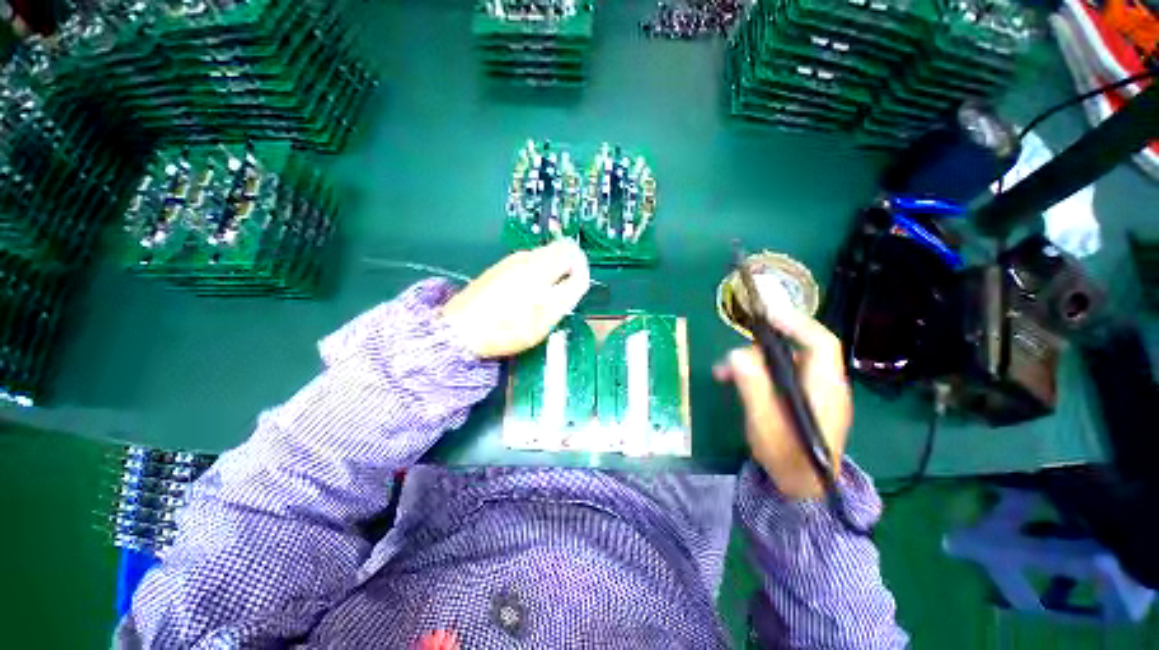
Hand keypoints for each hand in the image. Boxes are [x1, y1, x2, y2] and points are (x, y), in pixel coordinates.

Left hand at [441, 240, 589, 358]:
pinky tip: (522, 301)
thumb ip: (570, 290)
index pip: (571, 250)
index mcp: (541, 264)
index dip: (579, 267)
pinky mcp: (496, 272)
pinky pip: (523, 269)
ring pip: (539, 262)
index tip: (577, 286)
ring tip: (541, 302)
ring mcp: (508, 263)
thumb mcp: (549, 312)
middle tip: (560, 298)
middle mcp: (525, 257)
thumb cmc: (510, 325)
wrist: (461, 331)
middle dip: (563, 272)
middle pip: (555, 254)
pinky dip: (531, 280)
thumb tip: (580, 275)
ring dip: (548, 277)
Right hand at [713, 307, 852, 499]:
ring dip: (751, 361)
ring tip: (722, 373)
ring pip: (782, 361)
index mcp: (824, 388)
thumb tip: (735, 355)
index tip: (766, 315)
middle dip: (760, 347)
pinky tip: (732, 380)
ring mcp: (813, 391)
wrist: (802, 488)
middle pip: (796, 348)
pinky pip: (778, 374)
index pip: (820, 343)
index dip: (796, 323)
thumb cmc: (787, 458)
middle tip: (731, 359)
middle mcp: (823, 384)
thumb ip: (752, 388)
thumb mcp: (764, 424)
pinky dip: (755, 372)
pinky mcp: (801, 397)